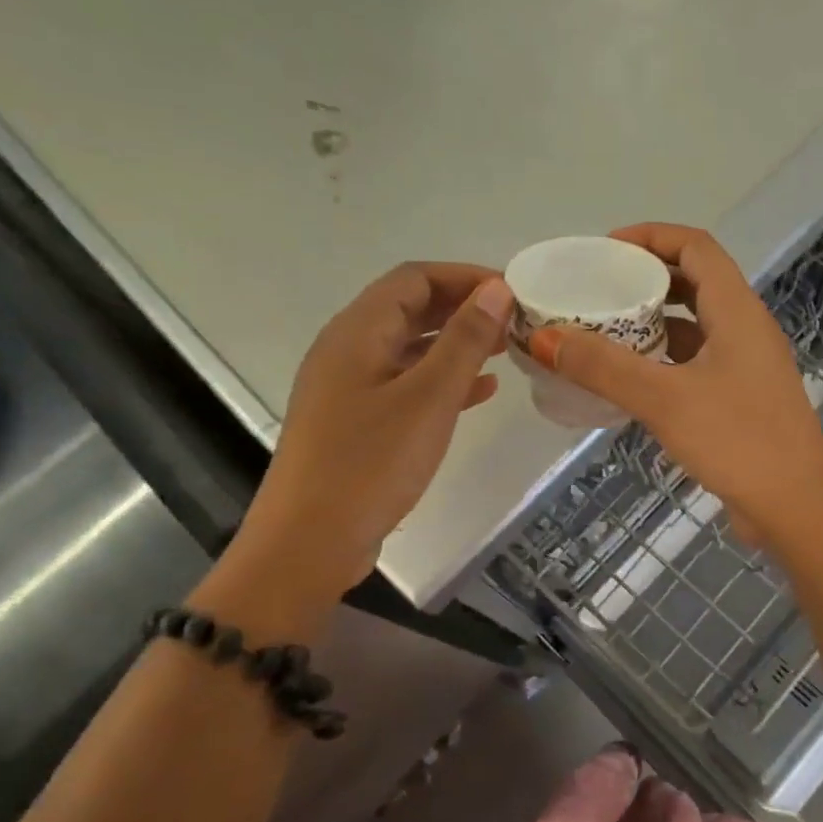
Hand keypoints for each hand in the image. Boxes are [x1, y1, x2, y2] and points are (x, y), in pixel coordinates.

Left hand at [196, 263, 511, 638]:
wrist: (308, 544)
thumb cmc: (369, 464)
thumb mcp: (427, 398)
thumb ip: (464, 341)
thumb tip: (497, 289)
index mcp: (357, 332)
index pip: (414, 278)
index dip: (464, 277)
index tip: (512, 291)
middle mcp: (348, 350)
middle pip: (409, 309)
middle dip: (463, 308)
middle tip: (515, 320)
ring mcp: (349, 388)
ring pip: (410, 348)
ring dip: (456, 344)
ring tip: (505, 350)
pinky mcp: (357, 422)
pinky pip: (405, 384)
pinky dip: (442, 381)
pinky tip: (480, 393)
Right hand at [528, 224, 822, 536]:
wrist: (797, 506)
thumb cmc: (738, 440)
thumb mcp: (664, 399)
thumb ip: (603, 367)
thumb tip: (543, 337)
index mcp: (737, 310)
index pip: (695, 247)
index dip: (651, 237)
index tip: (605, 250)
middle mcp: (745, 328)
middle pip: (693, 282)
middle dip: (645, 279)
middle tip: (597, 290)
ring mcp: (745, 365)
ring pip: (693, 326)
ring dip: (651, 323)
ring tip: (602, 331)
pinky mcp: (739, 398)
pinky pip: (694, 363)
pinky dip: (661, 361)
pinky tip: (628, 380)